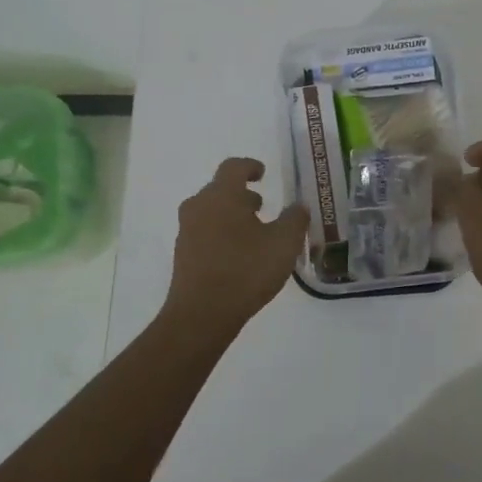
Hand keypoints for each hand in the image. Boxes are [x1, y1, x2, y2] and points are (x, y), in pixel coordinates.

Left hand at [164, 158, 308, 334]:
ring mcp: (187, 231)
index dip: (250, 166)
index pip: (234, 167)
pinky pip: (205, 233)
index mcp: (221, 195)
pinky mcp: (183, 255)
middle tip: (263, 206)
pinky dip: (223, 234)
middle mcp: (199, 206)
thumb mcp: (284, 243)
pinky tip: (240, 255)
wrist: (202, 314)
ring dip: (232, 215)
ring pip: (211, 212)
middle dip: (242, 194)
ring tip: (255, 232)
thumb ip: (295, 219)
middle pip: (220, 190)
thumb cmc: (246, 270)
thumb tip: (298, 207)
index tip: (262, 173)